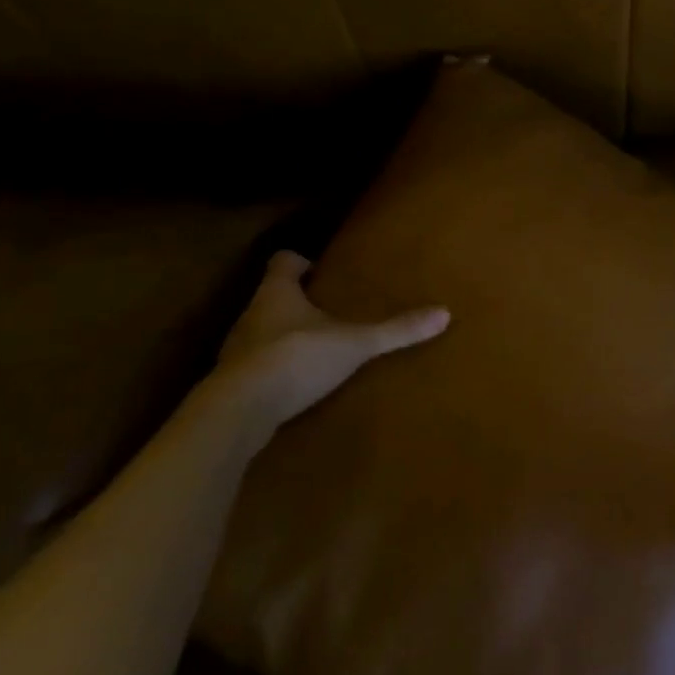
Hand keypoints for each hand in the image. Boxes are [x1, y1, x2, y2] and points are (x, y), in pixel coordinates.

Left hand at [210, 250, 448, 438]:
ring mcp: (235, 351)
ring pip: (259, 332)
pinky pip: (252, 368)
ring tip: (312, 348)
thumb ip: (395, 330)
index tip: (316, 270)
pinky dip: (270, 371)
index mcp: (277, 293)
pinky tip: (291, 386)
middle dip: (294, 302)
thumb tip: (444, 313)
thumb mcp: (354, 343)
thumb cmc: (296, 358)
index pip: (282, 261)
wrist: (237, 413)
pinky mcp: (230, 385)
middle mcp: (252, 314)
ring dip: (281, 337)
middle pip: (270, 297)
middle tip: (323, 309)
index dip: (299, 262)